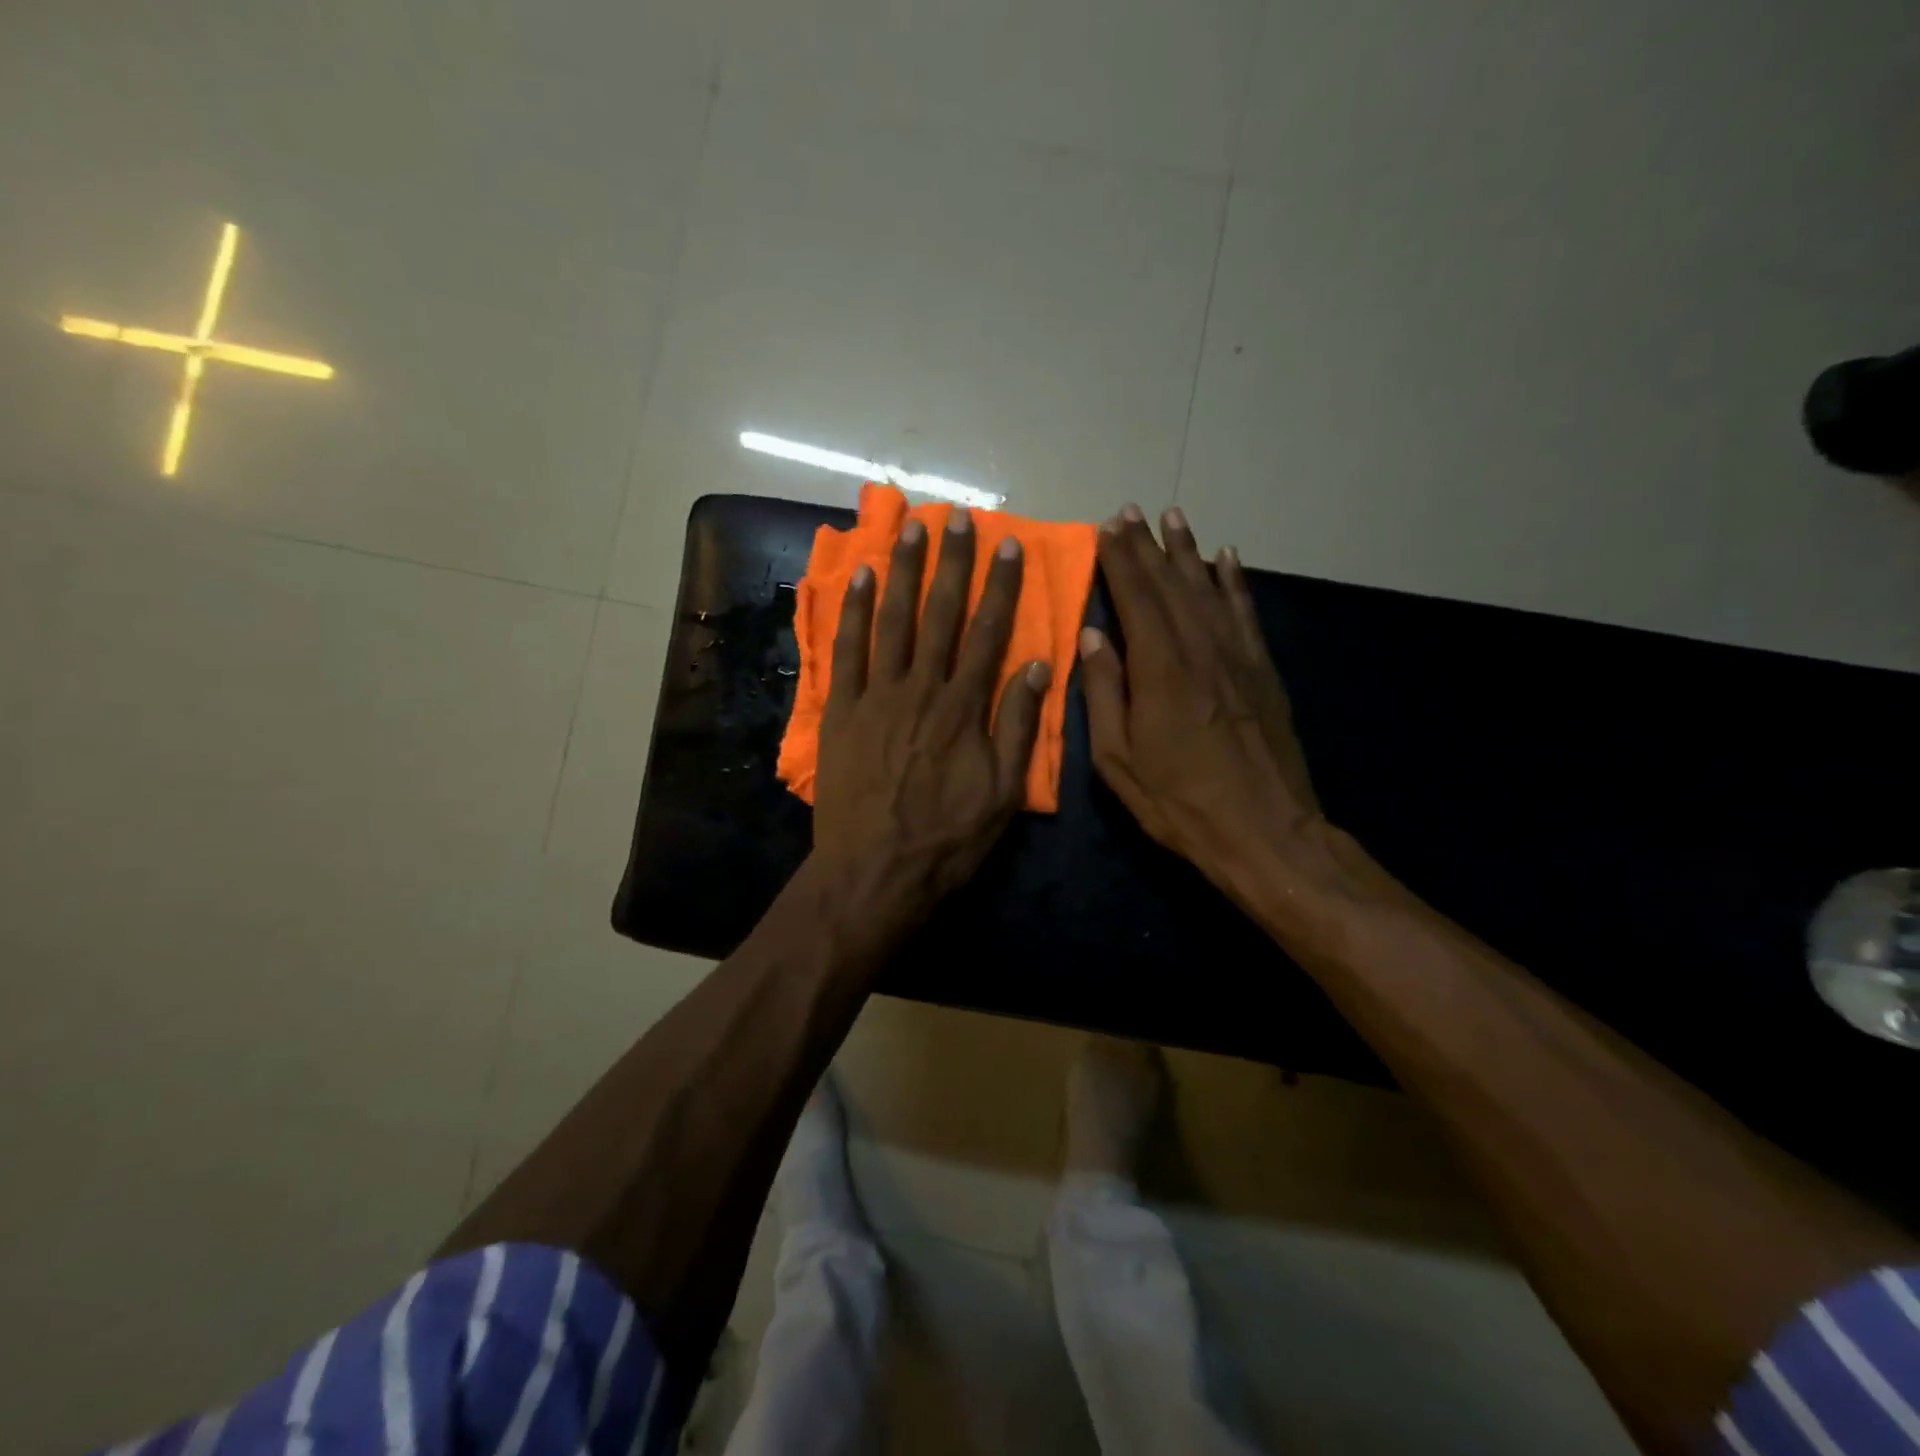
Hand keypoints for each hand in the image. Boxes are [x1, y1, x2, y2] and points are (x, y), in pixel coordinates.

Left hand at [813, 508, 1050, 927]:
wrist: (873, 873)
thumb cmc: (947, 839)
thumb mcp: (1002, 793)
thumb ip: (1018, 727)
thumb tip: (1035, 666)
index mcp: (963, 707)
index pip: (988, 632)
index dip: (1000, 586)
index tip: (1008, 546)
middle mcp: (920, 688)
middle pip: (939, 614)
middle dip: (950, 563)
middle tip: (957, 518)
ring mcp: (875, 696)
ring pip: (891, 620)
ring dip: (901, 570)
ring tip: (910, 527)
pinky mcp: (841, 712)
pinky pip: (846, 651)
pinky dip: (851, 612)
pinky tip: (857, 577)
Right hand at [1079, 504, 1321, 899]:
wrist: (1265, 831)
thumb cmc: (1179, 802)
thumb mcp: (1119, 760)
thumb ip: (1105, 693)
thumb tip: (1094, 637)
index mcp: (1160, 670)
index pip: (1136, 599)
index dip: (1120, 560)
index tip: (1107, 527)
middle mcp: (1201, 649)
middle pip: (1170, 585)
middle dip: (1147, 546)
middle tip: (1130, 511)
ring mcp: (1237, 657)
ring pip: (1208, 589)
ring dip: (1187, 551)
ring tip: (1173, 517)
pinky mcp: (1263, 671)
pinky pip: (1245, 613)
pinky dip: (1233, 582)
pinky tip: (1226, 557)